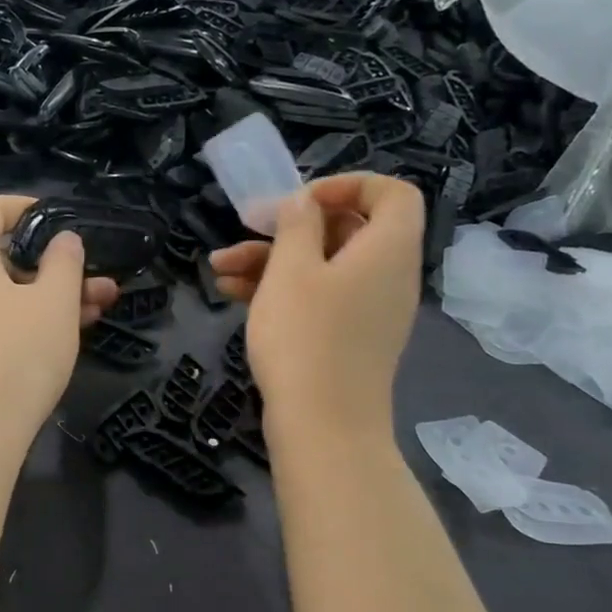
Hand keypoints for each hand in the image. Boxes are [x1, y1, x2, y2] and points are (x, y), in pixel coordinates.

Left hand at [0, 195, 118, 452]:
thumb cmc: (17, 353)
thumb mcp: (55, 302)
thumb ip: (64, 261)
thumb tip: (63, 240)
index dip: (31, 209)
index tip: (65, 223)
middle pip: (1, 255)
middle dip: (54, 267)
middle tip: (97, 280)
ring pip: (0, 291)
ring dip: (47, 296)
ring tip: (98, 308)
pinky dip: (22, 317)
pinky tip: (65, 333)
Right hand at [208, 173, 423, 443]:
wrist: (323, 426)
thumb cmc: (306, 338)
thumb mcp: (292, 270)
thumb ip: (298, 225)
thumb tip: (305, 203)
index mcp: (388, 249)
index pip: (392, 193)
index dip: (347, 185)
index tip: (300, 201)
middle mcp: (387, 275)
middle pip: (347, 230)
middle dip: (289, 228)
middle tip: (247, 231)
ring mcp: (369, 310)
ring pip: (323, 266)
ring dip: (272, 260)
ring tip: (219, 268)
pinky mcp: (348, 338)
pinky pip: (320, 298)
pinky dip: (282, 290)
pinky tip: (232, 293)